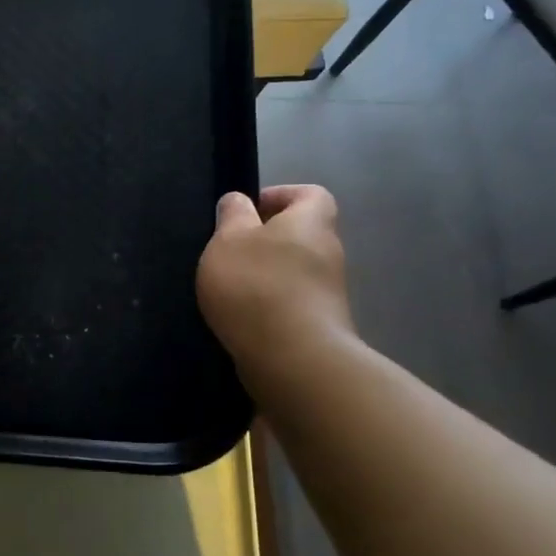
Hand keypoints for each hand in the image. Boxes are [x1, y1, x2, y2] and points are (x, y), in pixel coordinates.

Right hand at [197, 185, 355, 376]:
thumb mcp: (229, 239)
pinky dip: (267, 306)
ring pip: (294, 271)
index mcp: (311, 223)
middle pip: (301, 234)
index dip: (279, 195)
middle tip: (228, 250)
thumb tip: (239, 200)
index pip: (311, 194)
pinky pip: (291, 304)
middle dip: (265, 239)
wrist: (293, 360)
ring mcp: (328, 294)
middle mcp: (329, 254)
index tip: (246, 211)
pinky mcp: (319, 327)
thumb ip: (232, 215)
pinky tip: (239, 318)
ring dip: (264, 275)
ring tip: (227, 288)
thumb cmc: (257, 285)